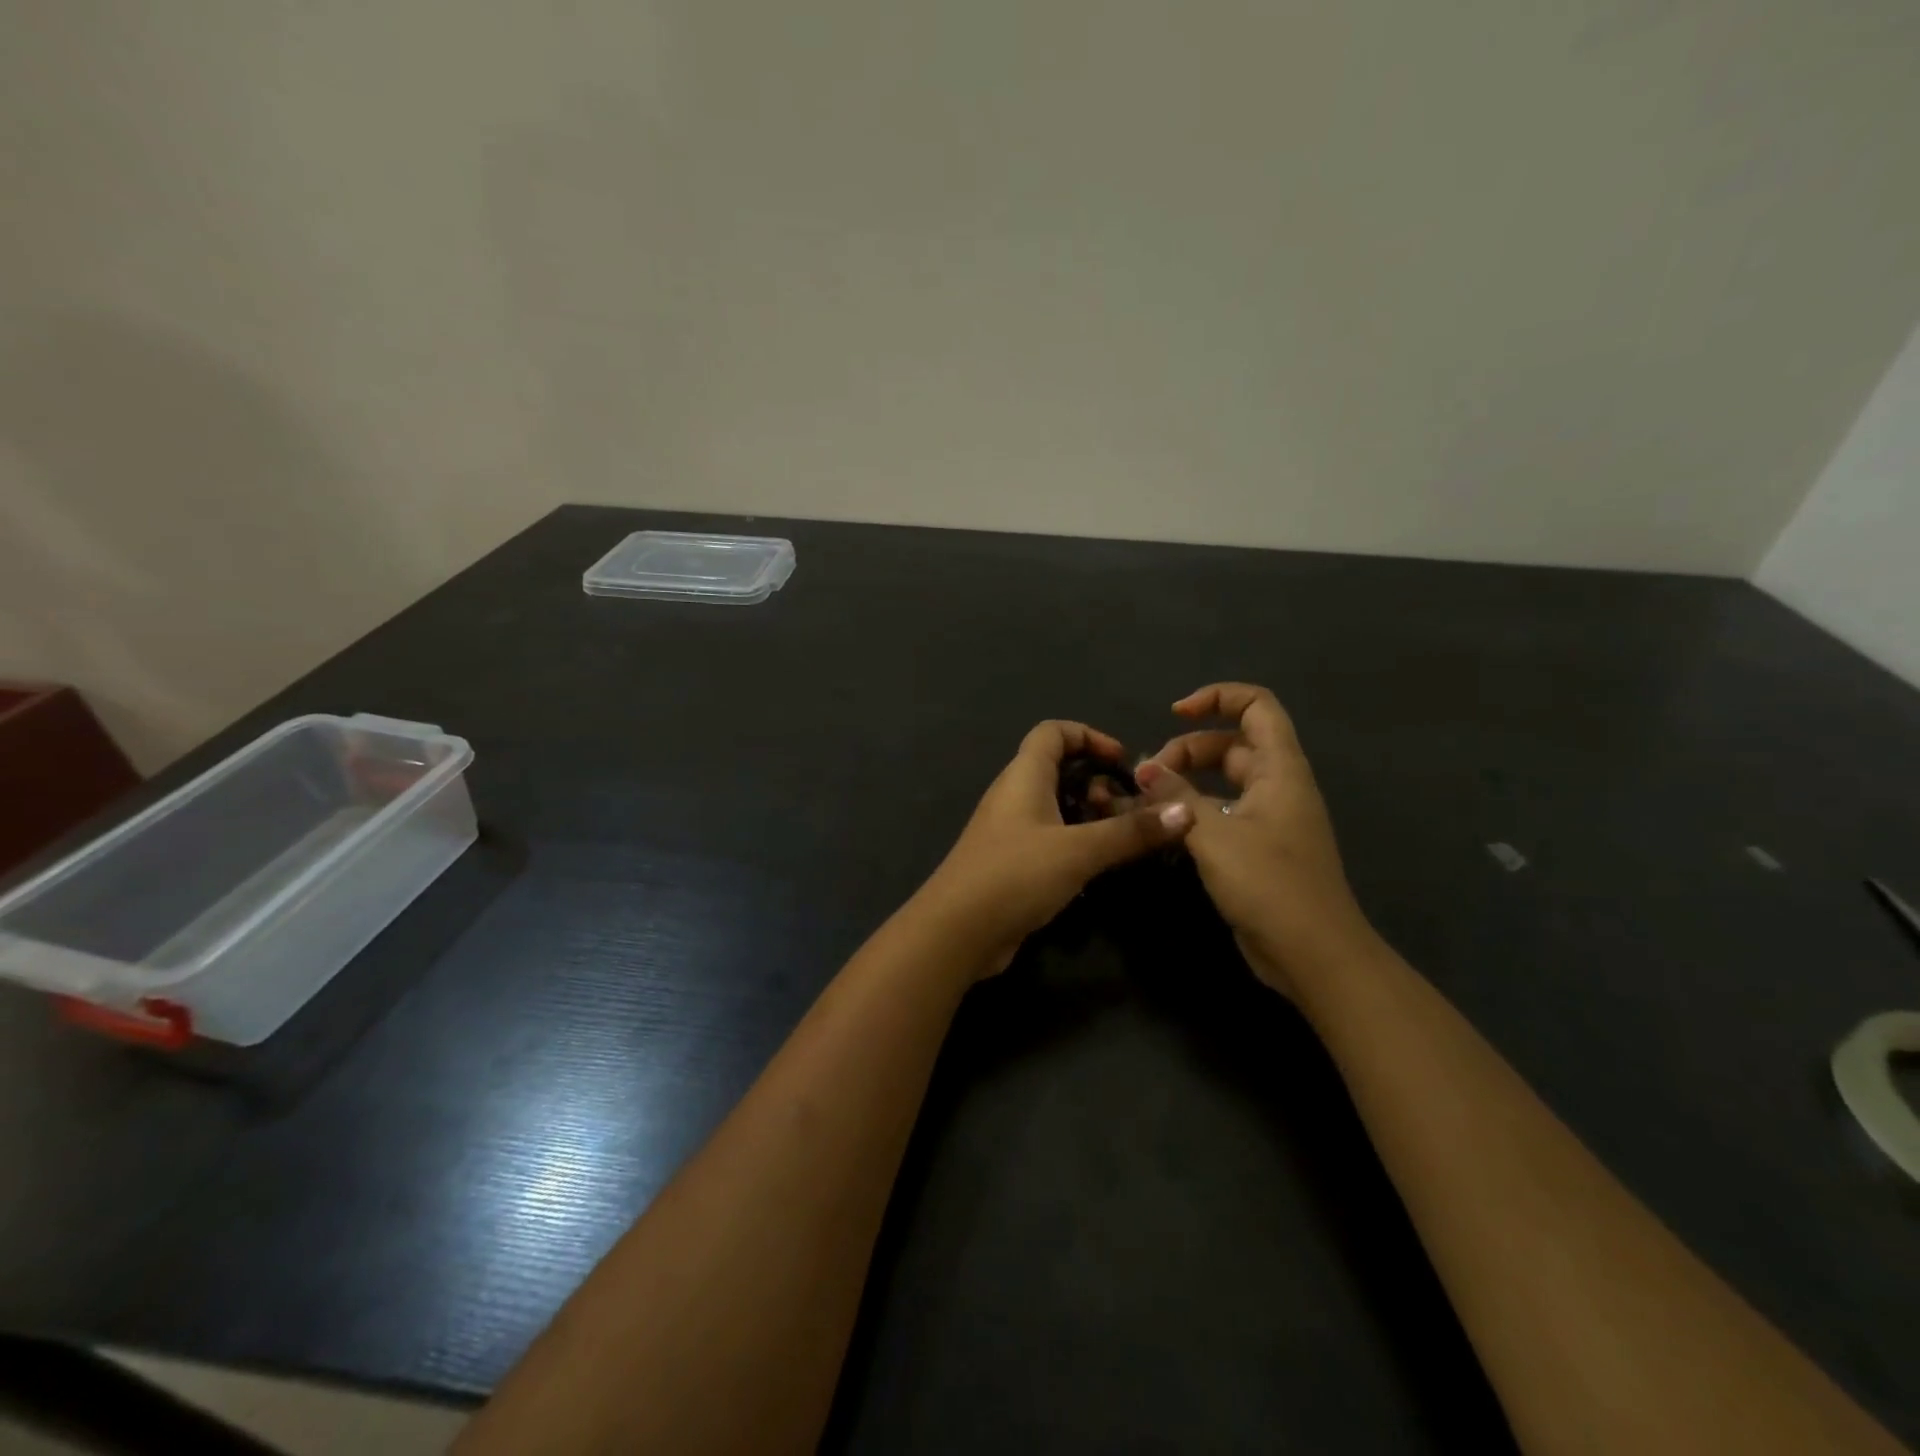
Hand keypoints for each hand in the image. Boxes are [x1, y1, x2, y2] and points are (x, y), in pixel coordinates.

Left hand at [919, 721, 1195, 975]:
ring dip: (1088, 815)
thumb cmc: (1015, 875)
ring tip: (1120, 838)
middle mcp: (1013, 795)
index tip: (1124, 762)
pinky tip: (1098, 867)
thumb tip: (1186, 810)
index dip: (1090, 736)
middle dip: (1096, 780)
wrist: (957, 932)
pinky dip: (1075, 842)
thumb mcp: (1079, 850)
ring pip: (1055, 806)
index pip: (1053, 731)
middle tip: (1127, 807)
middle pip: (1057, 768)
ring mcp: (1009, 830)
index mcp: (1023, 775)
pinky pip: (1049, 837)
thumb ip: (1131, 831)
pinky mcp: (1010, 862)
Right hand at [1135, 683, 1371, 995]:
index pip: (1256, 706)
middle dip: (1185, 750)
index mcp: (1280, 769)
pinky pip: (1220, 814)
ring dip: (1184, 783)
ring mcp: (1268, 819)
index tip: (1174, 714)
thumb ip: (1175, 796)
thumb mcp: (1214, 834)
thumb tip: (1143, 769)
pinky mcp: (1257, 849)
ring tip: (1145, 801)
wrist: (1313, 955)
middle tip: (1147, 777)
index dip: (1217, 698)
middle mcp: (1277, 786)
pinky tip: (1164, 829)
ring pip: (1221, 782)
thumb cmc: (1269, 884)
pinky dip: (1192, 812)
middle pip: (1230, 744)